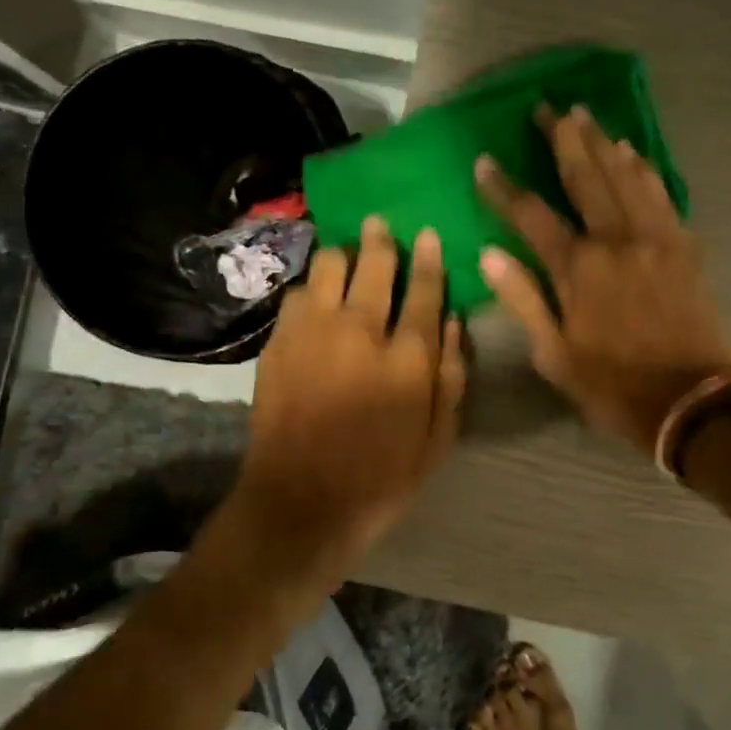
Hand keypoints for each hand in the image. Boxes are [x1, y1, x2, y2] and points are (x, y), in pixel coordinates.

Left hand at [237, 217, 465, 570]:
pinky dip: (313, 289)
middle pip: (372, 264)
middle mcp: (359, 331)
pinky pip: (298, 295)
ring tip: (348, 260)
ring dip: (343, 258)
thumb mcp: (438, 438)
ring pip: (328, 267)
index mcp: (406, 357)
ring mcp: (312, 333)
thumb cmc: (382, 477)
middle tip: (381, 226)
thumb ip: (451, 376)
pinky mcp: (278, 344)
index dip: (429, 259)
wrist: (301, 503)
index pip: (424, 290)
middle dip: (381, 240)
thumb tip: (452, 321)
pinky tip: (318, 299)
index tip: (428, 234)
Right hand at [476, 105, 730, 455]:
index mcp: (579, 270)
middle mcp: (617, 241)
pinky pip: (661, 194)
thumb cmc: (615, 386)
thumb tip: (490, 255)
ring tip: (585, 114)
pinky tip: (633, 152)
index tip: (485, 161)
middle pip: (585, 177)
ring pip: (626, 176)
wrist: (693, 401)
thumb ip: (524, 300)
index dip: (505, 188)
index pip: (532, 216)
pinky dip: (644, 169)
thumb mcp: (556, 356)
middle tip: (546, 107)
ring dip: (603, 142)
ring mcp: (656, 238)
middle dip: (563, 139)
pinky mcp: (685, 245)